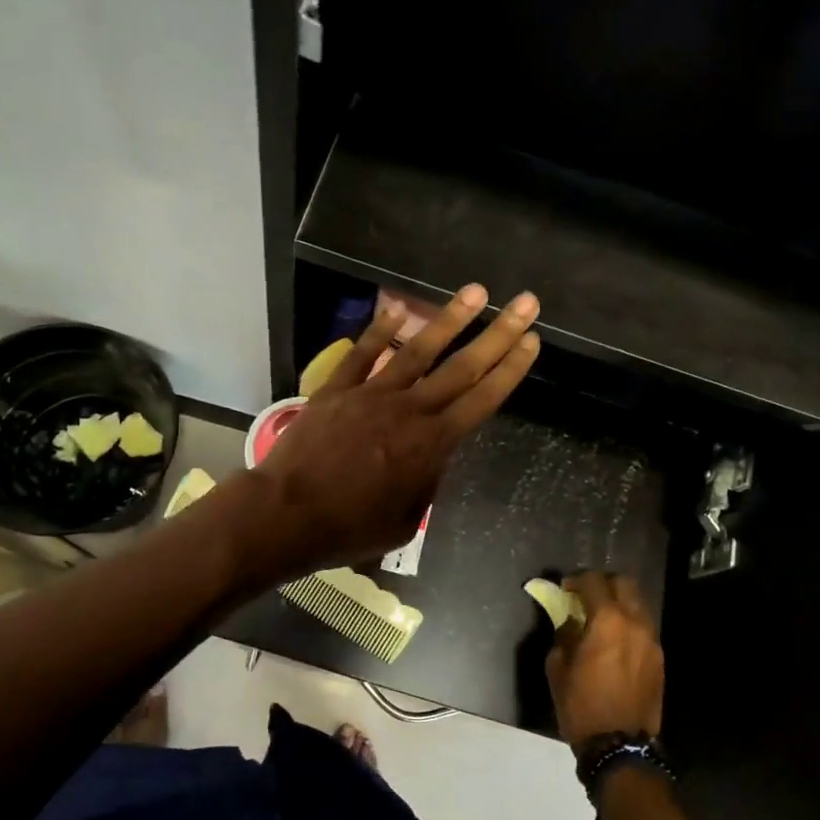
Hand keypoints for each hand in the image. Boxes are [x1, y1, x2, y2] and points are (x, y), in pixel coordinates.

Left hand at [235, 283, 540, 579]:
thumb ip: (425, 485)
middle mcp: (410, 410)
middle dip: (498, 332)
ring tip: (475, 291)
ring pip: (418, 350)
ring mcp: (372, 394)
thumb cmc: (349, 528)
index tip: (532, 341)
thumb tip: (430, 462)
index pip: (482, 399)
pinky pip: (362, 354)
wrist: (287, 515)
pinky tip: (398, 310)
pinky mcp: (337, 389)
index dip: (511, 369)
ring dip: (449, 319)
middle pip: (463, 367)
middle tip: (525, 302)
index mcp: (432, 445)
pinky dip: (380, 331)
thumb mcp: (404, 520)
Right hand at [546, 573, 664, 749]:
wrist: (620, 747)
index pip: (594, 582)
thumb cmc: (582, 706)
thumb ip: (564, 636)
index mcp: (608, 621)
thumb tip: (570, 622)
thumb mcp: (558, 669)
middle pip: (625, 583)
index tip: (564, 589)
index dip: (576, 580)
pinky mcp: (659, 659)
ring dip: (620, 603)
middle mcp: (635, 623)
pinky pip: (644, 628)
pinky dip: (629, 624)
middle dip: (604, 583)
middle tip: (586, 596)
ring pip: (639, 605)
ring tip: (601, 619)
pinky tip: (614, 642)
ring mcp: (651, 641)